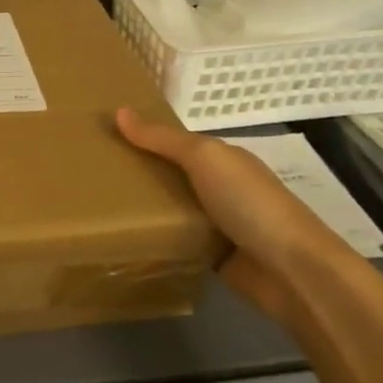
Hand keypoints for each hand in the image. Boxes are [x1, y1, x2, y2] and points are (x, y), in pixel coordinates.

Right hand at [115, 107, 357, 319]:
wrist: (292, 271)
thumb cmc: (249, 203)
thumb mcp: (204, 158)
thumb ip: (162, 139)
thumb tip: (119, 111)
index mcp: (222, 160)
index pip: (175, 143)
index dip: (143, 138)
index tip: (103, 138)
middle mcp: (221, 188)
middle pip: (172, 176)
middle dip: (138, 174)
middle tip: (91, 174)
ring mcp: (219, 225)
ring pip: (173, 210)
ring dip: (146, 209)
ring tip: (97, 207)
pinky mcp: (214, 258)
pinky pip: (179, 242)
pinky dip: (159, 240)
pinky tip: (126, 239)